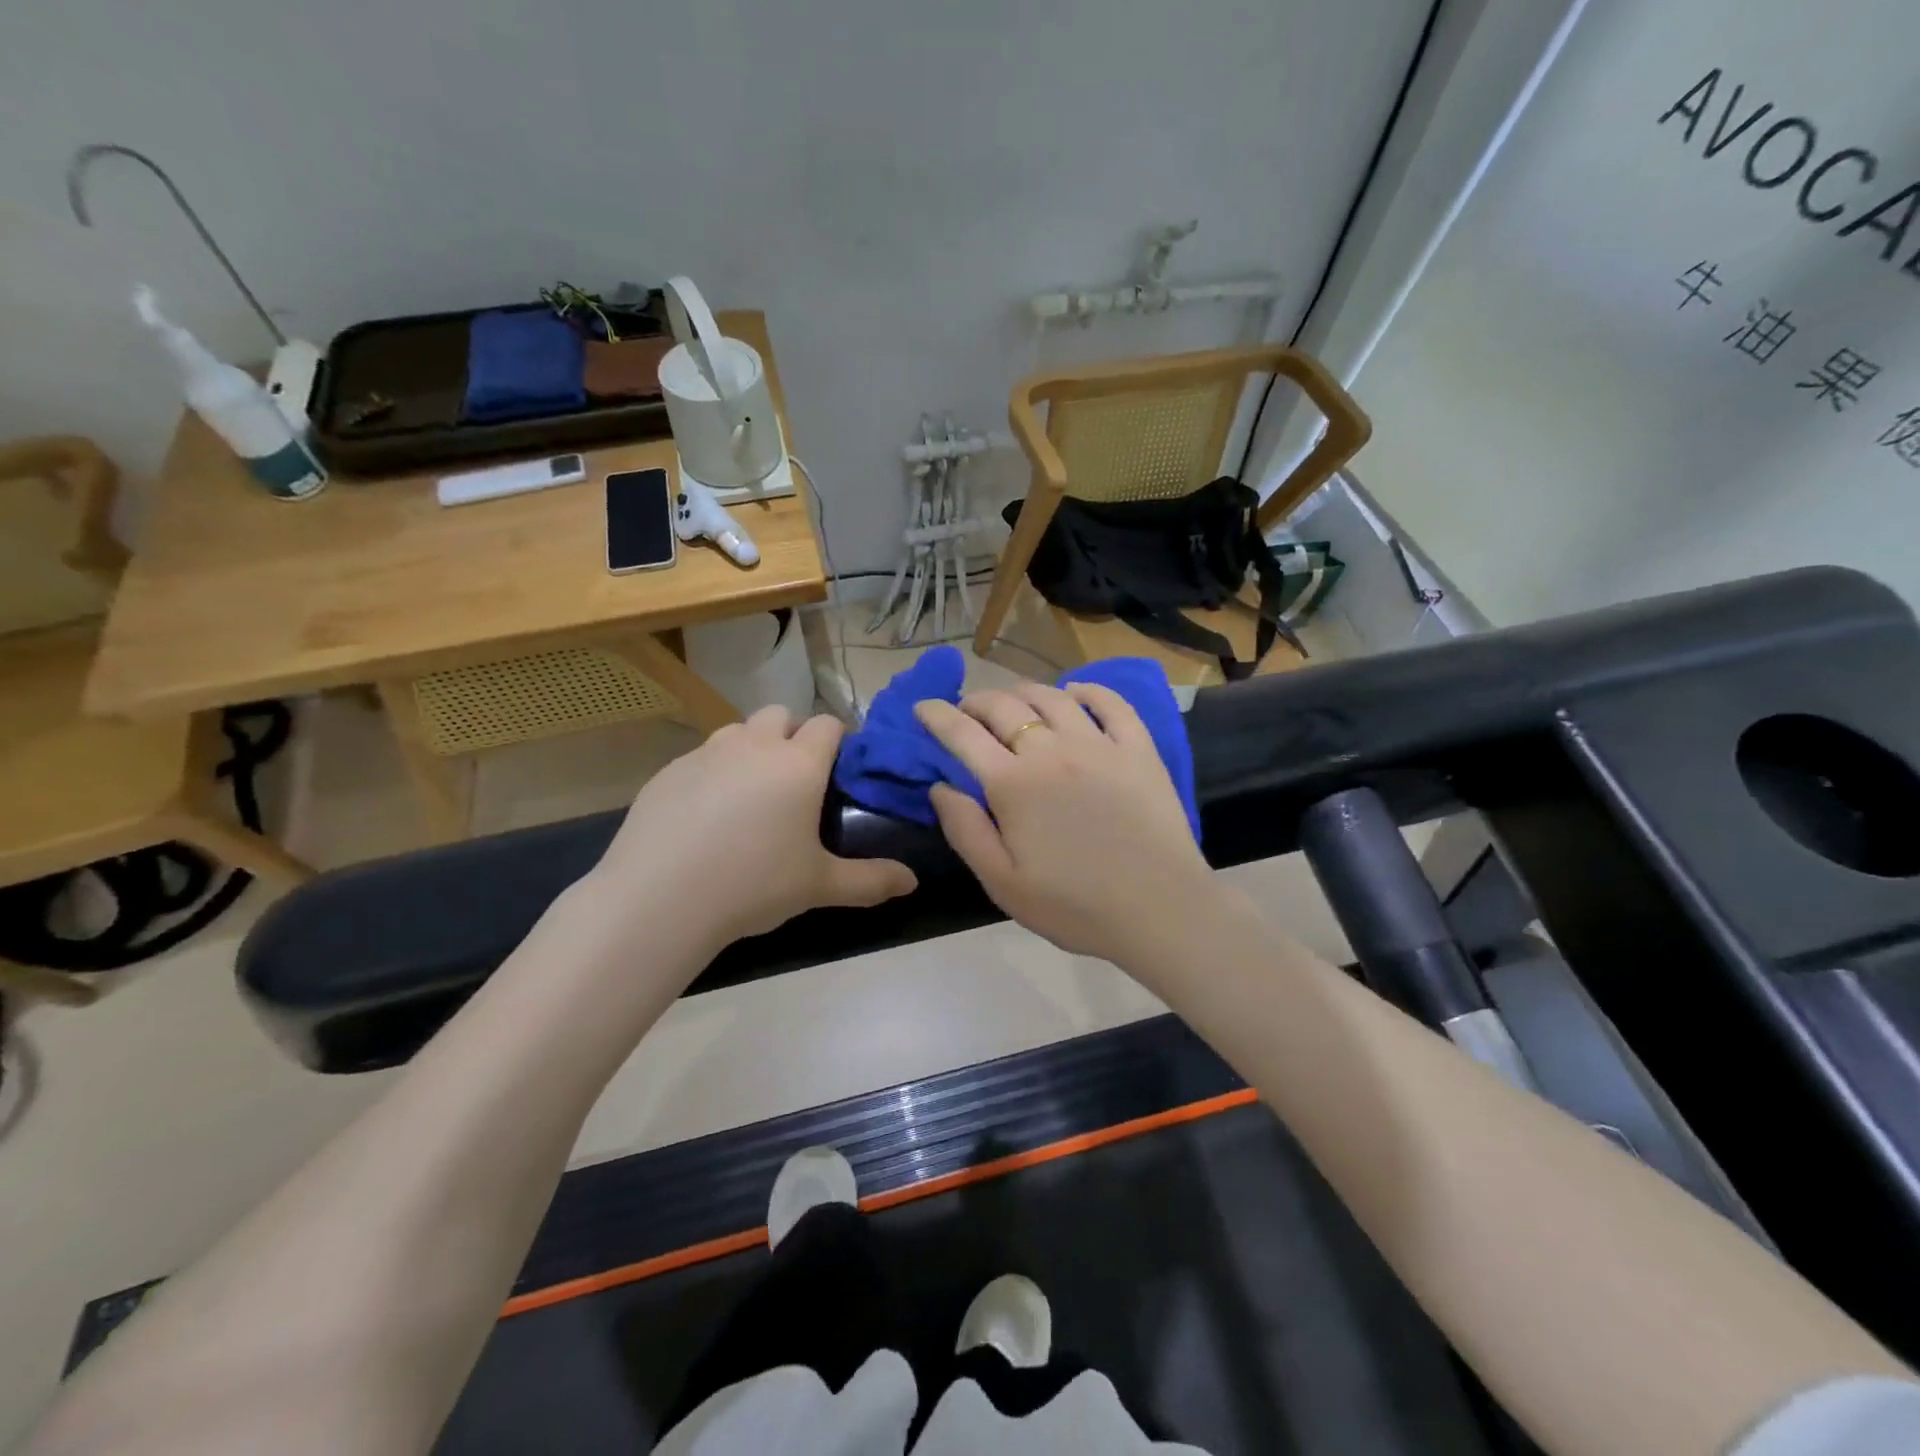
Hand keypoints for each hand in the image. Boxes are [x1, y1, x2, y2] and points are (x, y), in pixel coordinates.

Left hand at [584, 707, 916, 951]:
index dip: (837, 740)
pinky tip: (705, 815)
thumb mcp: (819, 886)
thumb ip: (871, 880)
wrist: (659, 898)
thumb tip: (913, 882)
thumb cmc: (753, 884)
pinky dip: (713, 772)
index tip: (837, 770)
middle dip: (792, 736)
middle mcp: (754, 745)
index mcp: (798, 763)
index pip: (828, 724)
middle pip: (781, 715)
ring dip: (751, 748)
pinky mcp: (669, 770)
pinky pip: (702, 756)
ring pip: (738, 730)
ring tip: (749, 795)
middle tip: (793, 783)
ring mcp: (706, 752)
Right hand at [915, 682, 1216, 965]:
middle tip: (966, 711)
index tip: (923, 707)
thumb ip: (965, 830)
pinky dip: (1087, 690)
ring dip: (1022, 691)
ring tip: (1012, 701)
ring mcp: (1099, 744)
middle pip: (1004, 706)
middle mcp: (1051, 750)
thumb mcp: (1002, 883)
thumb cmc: (1075, 906)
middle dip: (976, 701)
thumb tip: (940, 787)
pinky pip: (1111, 702)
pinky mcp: (1138, 748)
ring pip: (1052, 696)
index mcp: (1013, 784)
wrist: (1160, 910)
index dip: (937, 715)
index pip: (963, 734)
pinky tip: (1075, 693)